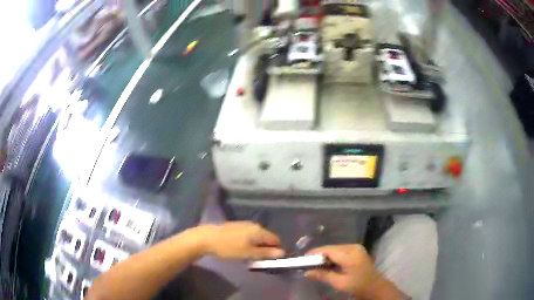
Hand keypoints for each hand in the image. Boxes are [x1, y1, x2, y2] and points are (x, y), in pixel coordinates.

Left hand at [198, 222, 284, 259]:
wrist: (206, 238)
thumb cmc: (229, 247)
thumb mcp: (248, 253)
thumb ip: (266, 253)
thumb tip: (282, 253)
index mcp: (259, 231)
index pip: (276, 240)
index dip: (276, 250)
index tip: (270, 260)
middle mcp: (254, 225)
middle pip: (266, 238)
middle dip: (265, 249)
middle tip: (258, 260)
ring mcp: (244, 225)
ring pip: (257, 237)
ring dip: (256, 247)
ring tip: (248, 256)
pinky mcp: (236, 226)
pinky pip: (248, 236)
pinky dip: (248, 243)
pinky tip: (240, 249)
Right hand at [306, 245, 404, 299]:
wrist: (375, 287)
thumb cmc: (357, 286)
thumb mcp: (339, 283)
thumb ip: (323, 275)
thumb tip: (307, 272)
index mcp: (349, 254)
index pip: (328, 250)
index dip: (314, 253)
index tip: (303, 259)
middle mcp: (353, 247)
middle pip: (331, 248)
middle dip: (319, 255)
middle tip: (308, 264)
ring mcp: (356, 248)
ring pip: (336, 249)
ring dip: (326, 256)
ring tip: (316, 265)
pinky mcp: (357, 251)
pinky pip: (341, 251)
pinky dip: (333, 256)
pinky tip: (329, 264)